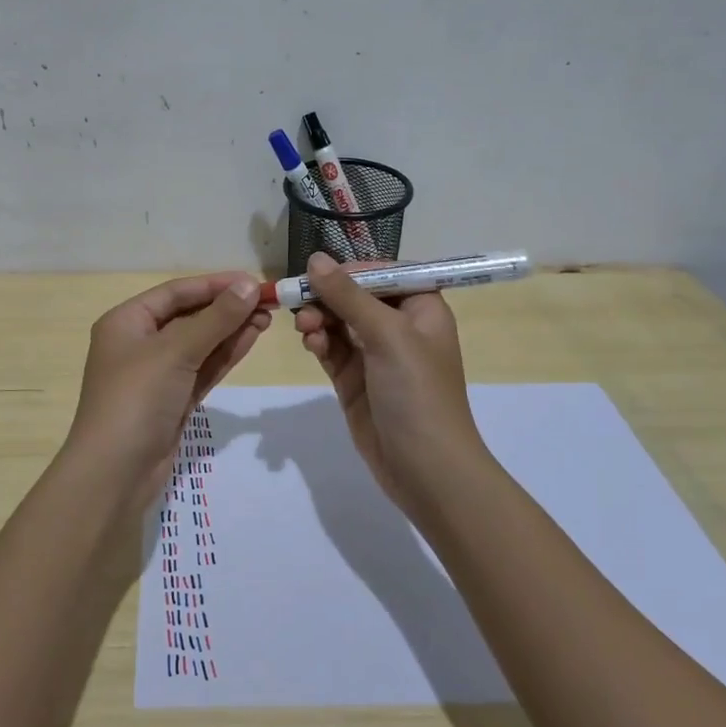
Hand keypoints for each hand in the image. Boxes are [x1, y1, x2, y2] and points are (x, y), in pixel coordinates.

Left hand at [64, 272, 270, 494]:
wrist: (115, 473)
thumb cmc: (136, 399)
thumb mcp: (175, 351)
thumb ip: (215, 319)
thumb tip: (249, 285)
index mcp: (126, 322)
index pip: (176, 293)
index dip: (215, 285)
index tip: (253, 281)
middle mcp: (139, 343)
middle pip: (189, 316)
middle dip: (227, 309)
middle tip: (268, 303)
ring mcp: (157, 374)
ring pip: (199, 344)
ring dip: (231, 331)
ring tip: (267, 319)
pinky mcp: (173, 400)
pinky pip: (202, 368)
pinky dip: (225, 355)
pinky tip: (250, 340)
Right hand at [292, 253, 487, 509]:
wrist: (425, 468)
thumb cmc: (417, 392)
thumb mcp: (386, 335)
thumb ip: (348, 296)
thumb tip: (315, 259)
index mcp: (421, 308)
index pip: (384, 273)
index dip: (351, 270)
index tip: (319, 273)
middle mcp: (399, 327)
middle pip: (355, 295)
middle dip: (327, 296)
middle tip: (300, 303)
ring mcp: (375, 355)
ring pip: (338, 321)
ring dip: (318, 319)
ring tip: (305, 329)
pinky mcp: (354, 379)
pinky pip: (331, 349)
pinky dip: (319, 342)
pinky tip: (311, 345)